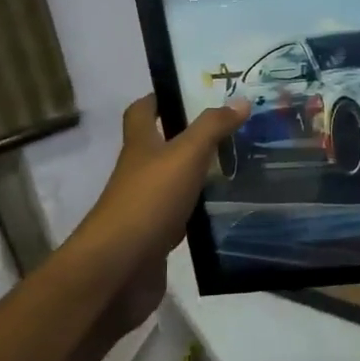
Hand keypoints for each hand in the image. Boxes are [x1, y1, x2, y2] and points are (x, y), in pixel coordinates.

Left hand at [78, 94, 248, 332]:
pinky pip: (182, 216)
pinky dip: (201, 210)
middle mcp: (139, 173)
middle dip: (189, 136)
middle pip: (161, 147)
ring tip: (238, 164)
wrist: (118, 270)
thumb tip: (241, 100)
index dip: (158, 99)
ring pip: (175, 182)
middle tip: (230, 128)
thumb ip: (212, 128)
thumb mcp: (185, 156)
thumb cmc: (148, 201)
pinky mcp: (156, 238)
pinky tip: (227, 208)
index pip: (141, 112)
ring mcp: (146, 207)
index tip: (186, 90)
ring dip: (200, 174)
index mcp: (140, 147)